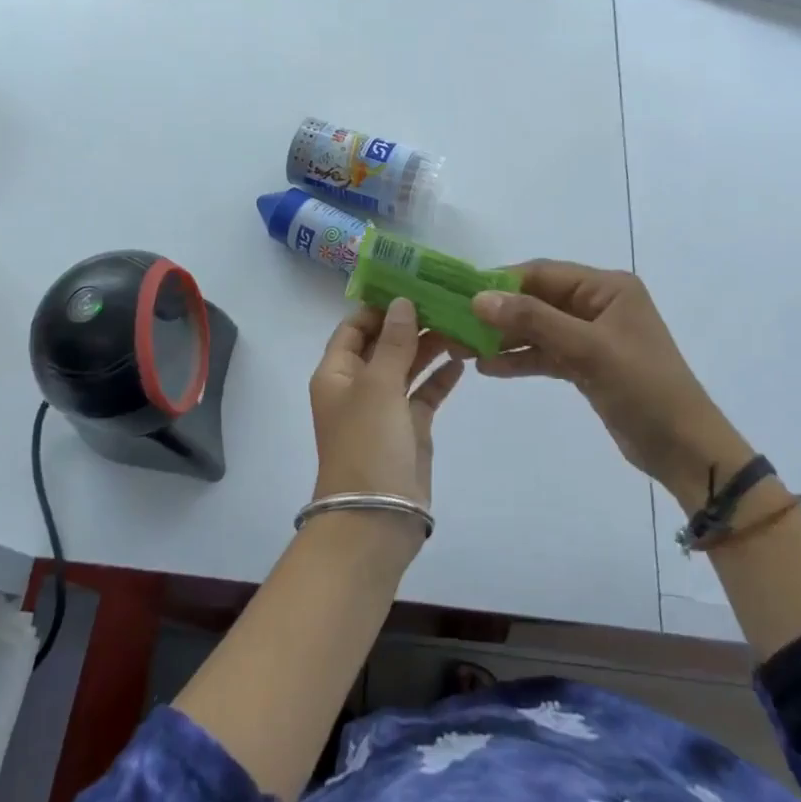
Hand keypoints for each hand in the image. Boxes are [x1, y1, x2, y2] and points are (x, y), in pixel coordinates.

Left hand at [309, 297, 465, 552]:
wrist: (376, 516)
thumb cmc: (367, 443)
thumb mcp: (377, 385)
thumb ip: (392, 342)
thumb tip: (401, 302)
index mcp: (336, 373)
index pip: (354, 327)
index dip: (379, 307)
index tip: (412, 285)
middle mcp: (357, 386)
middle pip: (383, 344)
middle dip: (411, 323)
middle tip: (447, 300)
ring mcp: (384, 408)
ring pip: (407, 366)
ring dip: (429, 347)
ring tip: (461, 323)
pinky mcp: (410, 428)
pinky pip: (425, 394)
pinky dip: (440, 377)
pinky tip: (463, 360)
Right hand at [470, 262, 753, 506]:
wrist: (684, 448)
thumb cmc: (642, 387)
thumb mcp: (587, 349)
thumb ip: (533, 320)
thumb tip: (478, 298)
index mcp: (606, 287)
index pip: (542, 273)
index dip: (500, 283)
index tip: (460, 296)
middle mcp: (598, 304)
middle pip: (536, 300)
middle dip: (497, 314)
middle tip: (455, 327)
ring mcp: (591, 336)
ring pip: (538, 328)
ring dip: (504, 338)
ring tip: (462, 350)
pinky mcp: (586, 365)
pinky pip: (545, 353)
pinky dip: (520, 359)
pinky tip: (488, 368)